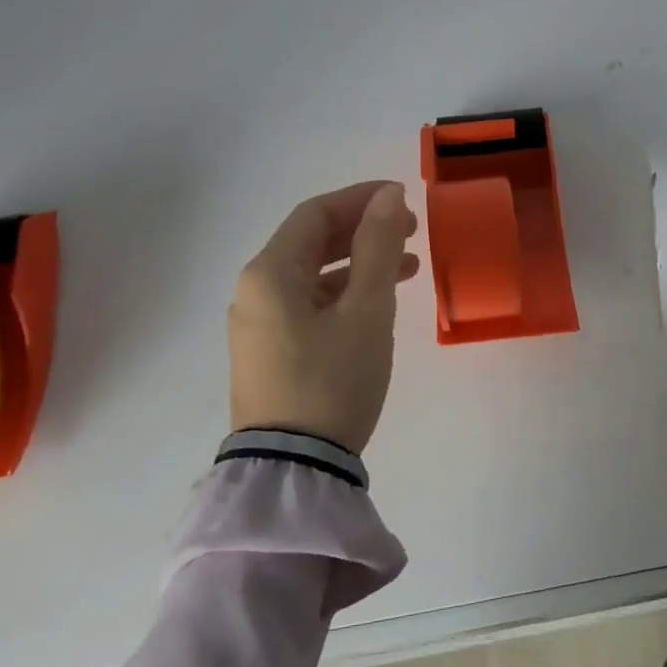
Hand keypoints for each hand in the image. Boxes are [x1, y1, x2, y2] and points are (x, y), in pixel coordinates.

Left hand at [229, 181, 420, 451]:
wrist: (293, 471)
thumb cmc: (332, 379)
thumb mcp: (366, 310)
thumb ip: (378, 246)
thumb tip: (389, 195)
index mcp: (269, 272)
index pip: (316, 213)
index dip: (361, 199)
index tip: (403, 199)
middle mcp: (255, 292)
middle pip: (311, 242)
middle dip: (363, 230)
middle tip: (411, 231)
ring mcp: (259, 326)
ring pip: (313, 276)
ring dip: (359, 264)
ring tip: (409, 268)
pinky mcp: (270, 355)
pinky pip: (309, 306)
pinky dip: (344, 295)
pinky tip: (377, 306)